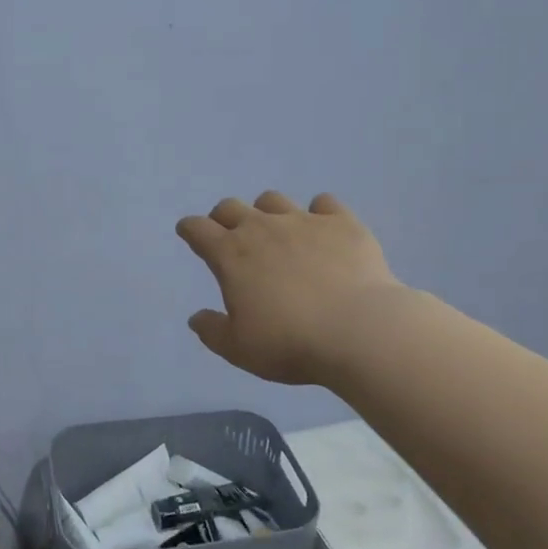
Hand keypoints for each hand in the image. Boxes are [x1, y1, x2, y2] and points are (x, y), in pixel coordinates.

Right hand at [176, 191, 400, 384]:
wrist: (359, 331)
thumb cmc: (290, 343)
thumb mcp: (239, 349)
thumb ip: (212, 331)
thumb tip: (196, 318)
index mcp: (230, 255)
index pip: (197, 229)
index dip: (189, 229)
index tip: (188, 233)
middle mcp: (262, 228)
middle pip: (231, 207)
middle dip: (223, 217)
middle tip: (229, 234)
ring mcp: (303, 221)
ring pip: (273, 200)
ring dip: (266, 212)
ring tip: (276, 231)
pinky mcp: (342, 223)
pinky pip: (324, 203)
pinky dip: (319, 212)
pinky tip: (323, 228)